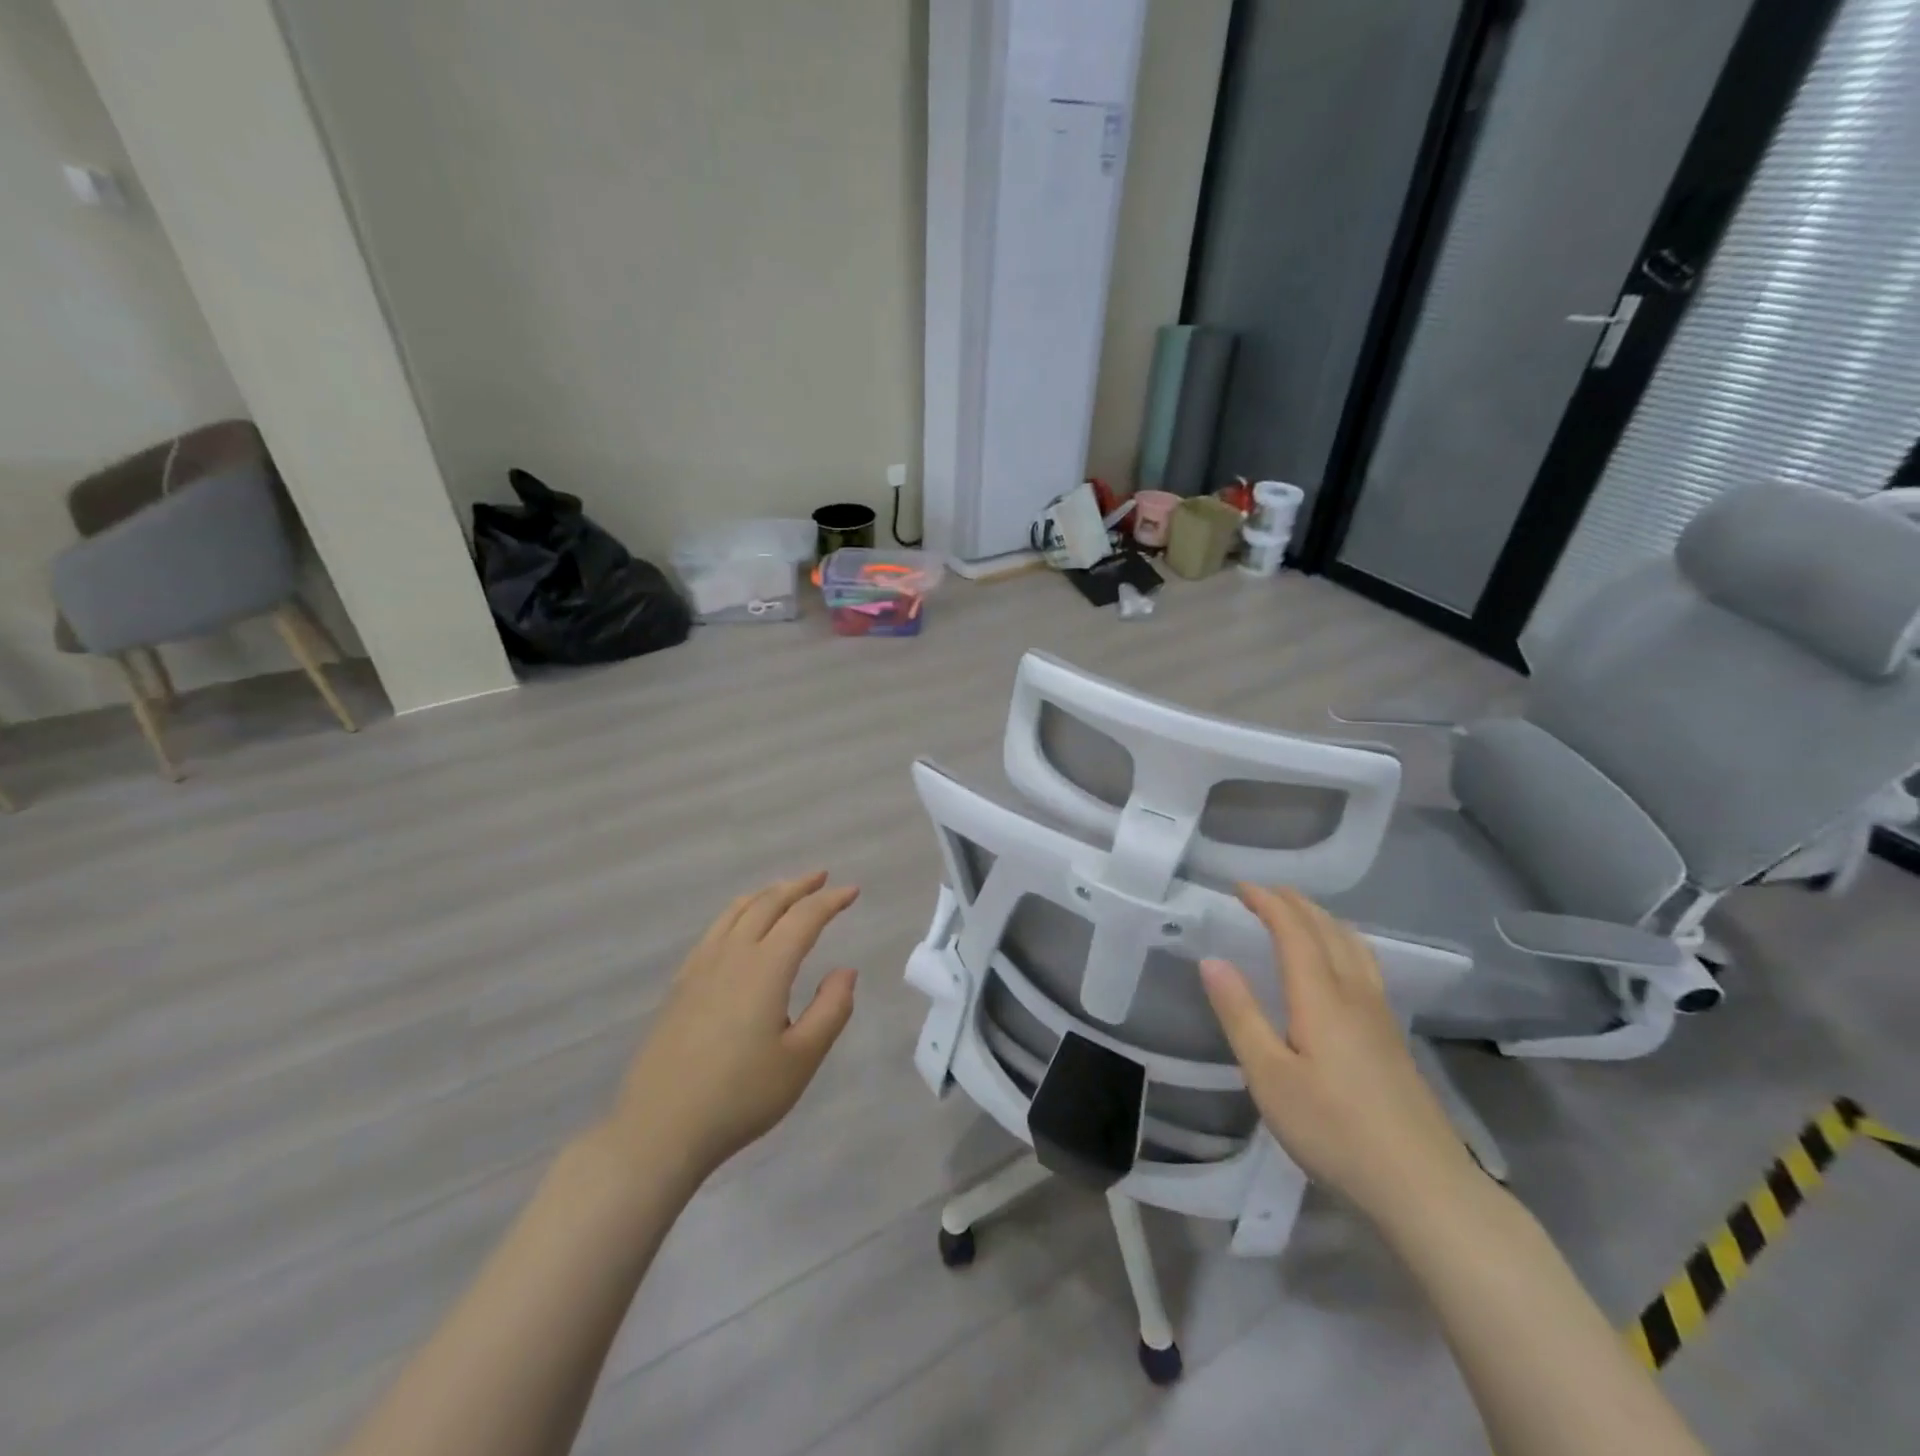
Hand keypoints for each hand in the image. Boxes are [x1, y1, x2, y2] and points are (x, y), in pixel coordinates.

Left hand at [603, 873, 859, 1184]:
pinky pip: (714, 930)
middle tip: (822, 878)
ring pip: (736, 912)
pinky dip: (737, 913)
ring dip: (766, 894)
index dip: (830, 901)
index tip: (853, 891)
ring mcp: (700, 967)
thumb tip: (845, 971)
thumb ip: (831, 1009)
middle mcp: (732, 955)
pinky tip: (739, 926)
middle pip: (768, 904)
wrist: (660, 1129)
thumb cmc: (740, 1096)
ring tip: (785, 891)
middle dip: (798, 886)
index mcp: (765, 968)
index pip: (804, 918)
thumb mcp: (801, 1060)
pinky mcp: (680, 985)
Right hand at [1199, 884, 1477, 1225]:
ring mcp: (1381, 1017)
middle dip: (1295, 904)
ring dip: (1323, 919)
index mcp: (1321, 998)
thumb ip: (1240, 1015)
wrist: (1424, 1188)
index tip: (1239, 886)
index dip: (1268, 903)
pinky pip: (1365, 966)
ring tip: (1301, 915)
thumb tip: (1212, 960)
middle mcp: (1355, 995)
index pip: (1294, 932)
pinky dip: (1343, 943)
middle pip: (1328, 931)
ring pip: (1354, 946)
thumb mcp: (1270, 1076)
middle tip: (1265, 892)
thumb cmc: (1334, 1130)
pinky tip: (1340, 966)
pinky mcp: (1394, 1039)